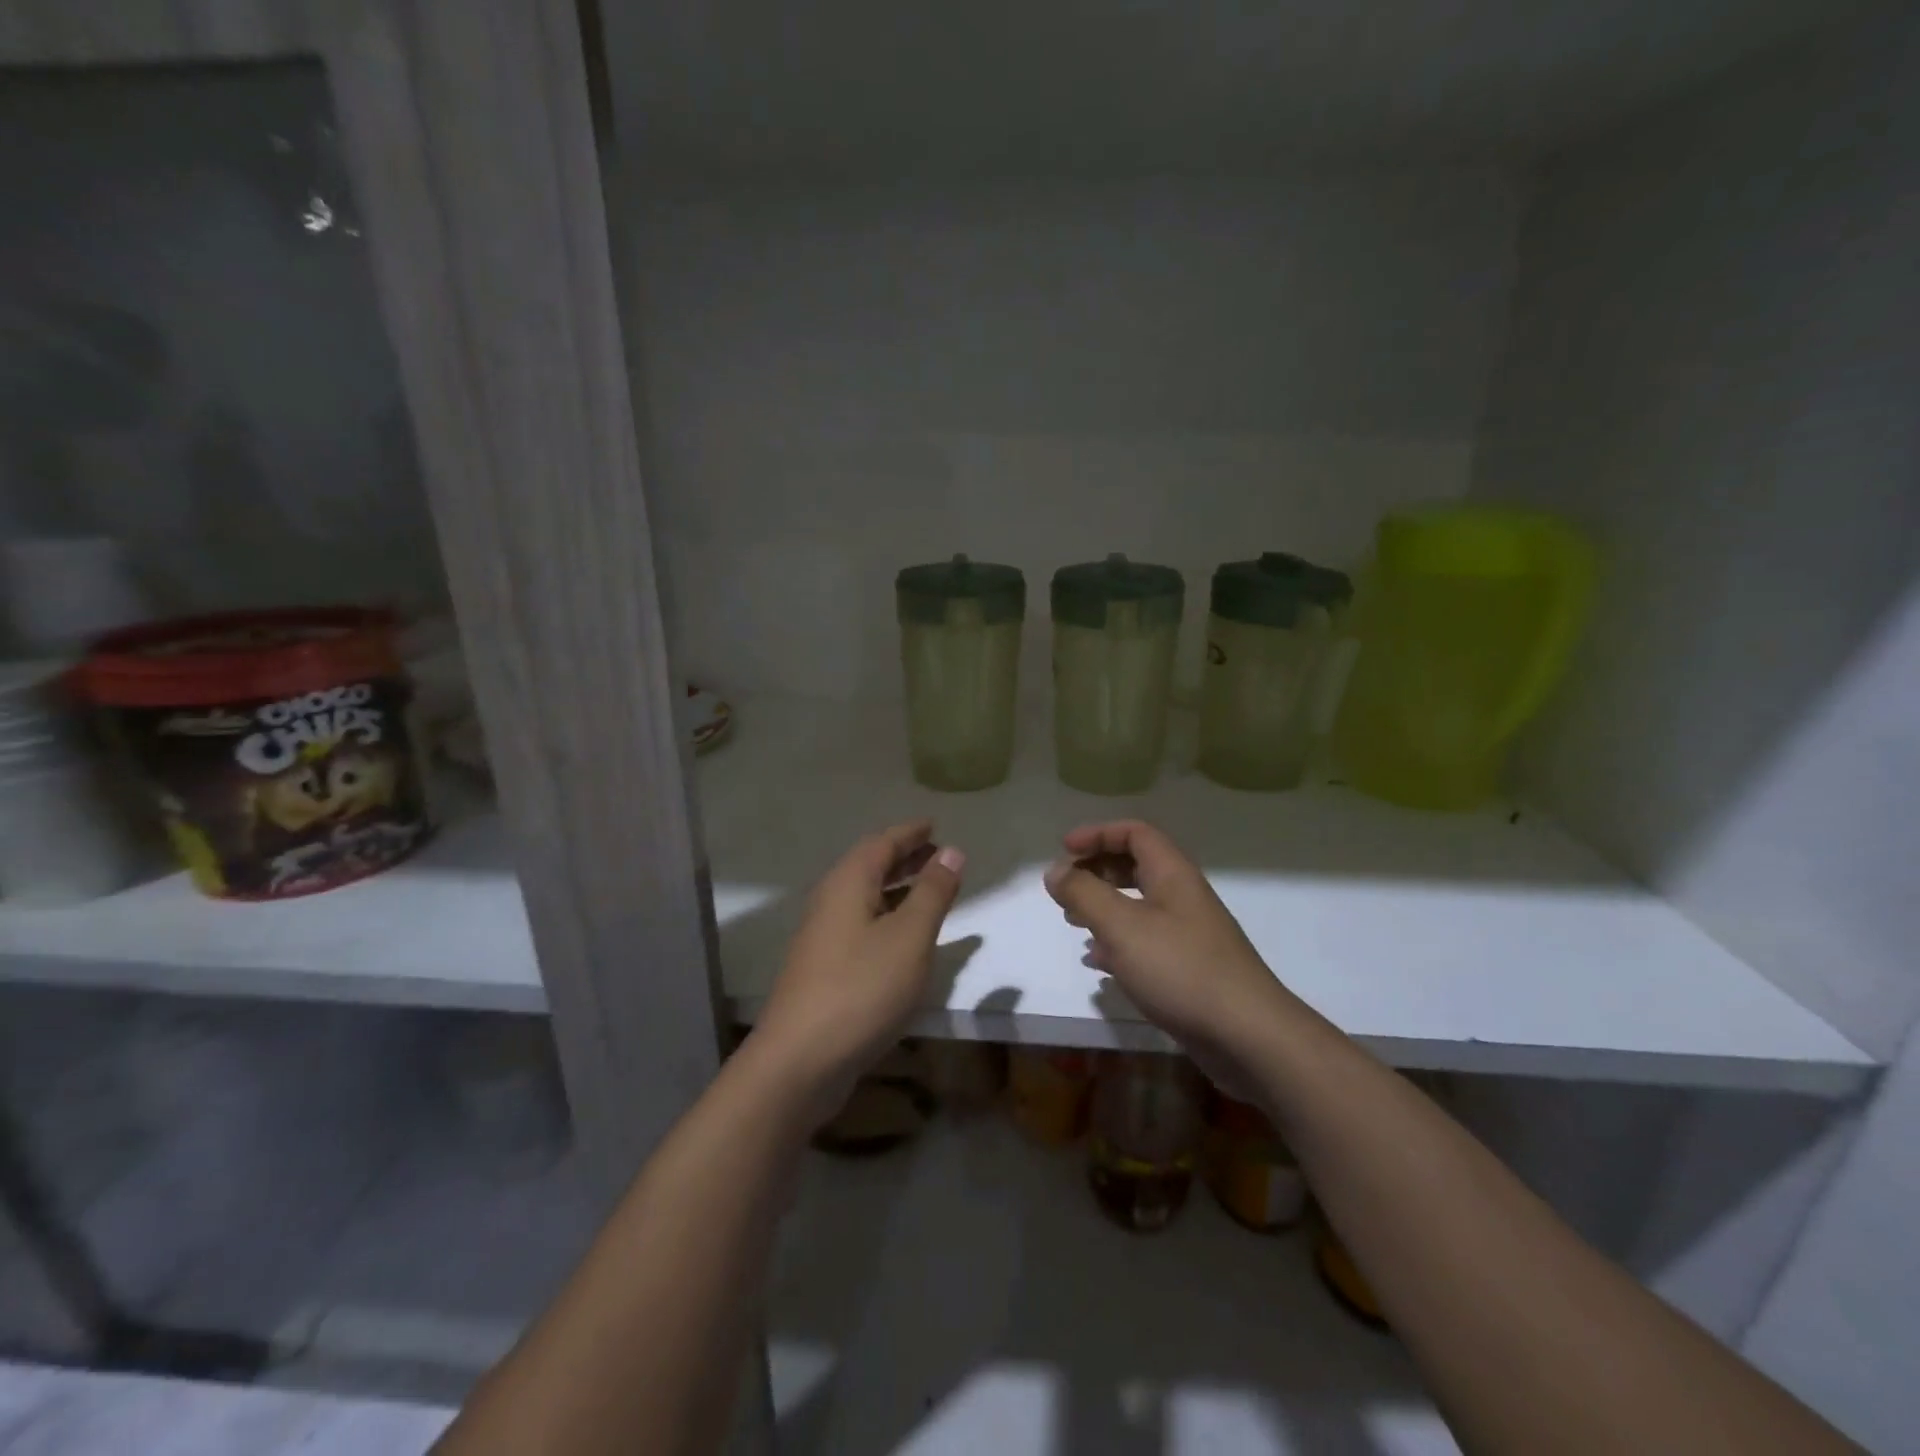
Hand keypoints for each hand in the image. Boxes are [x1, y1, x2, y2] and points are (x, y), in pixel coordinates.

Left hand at [753, 820, 963, 1116]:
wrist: (800, 1061)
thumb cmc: (862, 988)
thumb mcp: (910, 936)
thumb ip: (933, 892)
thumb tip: (952, 851)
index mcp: (847, 884)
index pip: (881, 843)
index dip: (910, 833)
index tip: (934, 825)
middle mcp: (830, 902)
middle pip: (869, 867)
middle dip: (904, 857)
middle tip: (937, 853)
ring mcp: (822, 937)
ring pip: (864, 897)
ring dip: (897, 888)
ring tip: (929, 890)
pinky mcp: (824, 968)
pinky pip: (861, 924)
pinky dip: (887, 917)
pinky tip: (905, 938)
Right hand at [1044, 820, 1291, 1089]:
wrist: (1248, 1036)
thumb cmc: (1181, 970)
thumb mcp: (1122, 926)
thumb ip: (1084, 894)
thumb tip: (1055, 870)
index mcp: (1173, 875)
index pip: (1135, 833)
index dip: (1097, 834)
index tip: (1064, 851)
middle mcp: (1183, 897)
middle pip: (1136, 866)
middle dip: (1096, 870)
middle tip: (1065, 889)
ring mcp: (1188, 934)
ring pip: (1139, 905)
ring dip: (1103, 907)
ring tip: (1073, 921)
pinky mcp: (1188, 969)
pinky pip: (1145, 942)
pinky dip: (1117, 943)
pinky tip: (1098, 963)